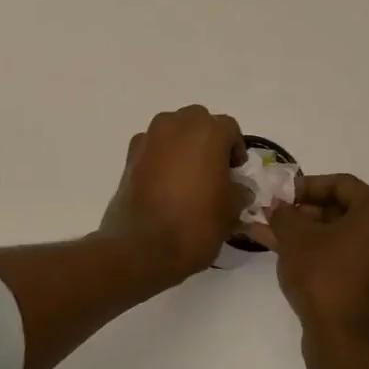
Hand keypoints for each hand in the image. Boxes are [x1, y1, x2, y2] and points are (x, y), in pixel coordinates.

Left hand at [98, 106, 250, 282]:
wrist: (143, 246)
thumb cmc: (196, 224)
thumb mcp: (231, 211)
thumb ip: (239, 191)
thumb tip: (238, 188)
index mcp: (207, 132)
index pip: (229, 128)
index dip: (235, 149)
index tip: (235, 172)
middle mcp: (176, 125)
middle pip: (198, 122)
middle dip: (208, 140)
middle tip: (213, 170)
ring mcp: (149, 138)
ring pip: (173, 130)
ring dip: (183, 145)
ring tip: (188, 177)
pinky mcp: (129, 155)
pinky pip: (153, 146)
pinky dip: (161, 157)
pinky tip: (165, 184)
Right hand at [262, 174, 368, 359]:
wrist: (344, 339)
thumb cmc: (323, 275)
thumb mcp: (294, 236)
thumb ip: (284, 213)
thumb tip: (278, 207)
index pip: (341, 185)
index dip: (305, 186)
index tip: (280, 195)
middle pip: (345, 211)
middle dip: (306, 213)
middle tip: (277, 216)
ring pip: (345, 236)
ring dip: (310, 234)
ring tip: (273, 235)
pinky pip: (351, 258)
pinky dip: (324, 253)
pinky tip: (289, 255)